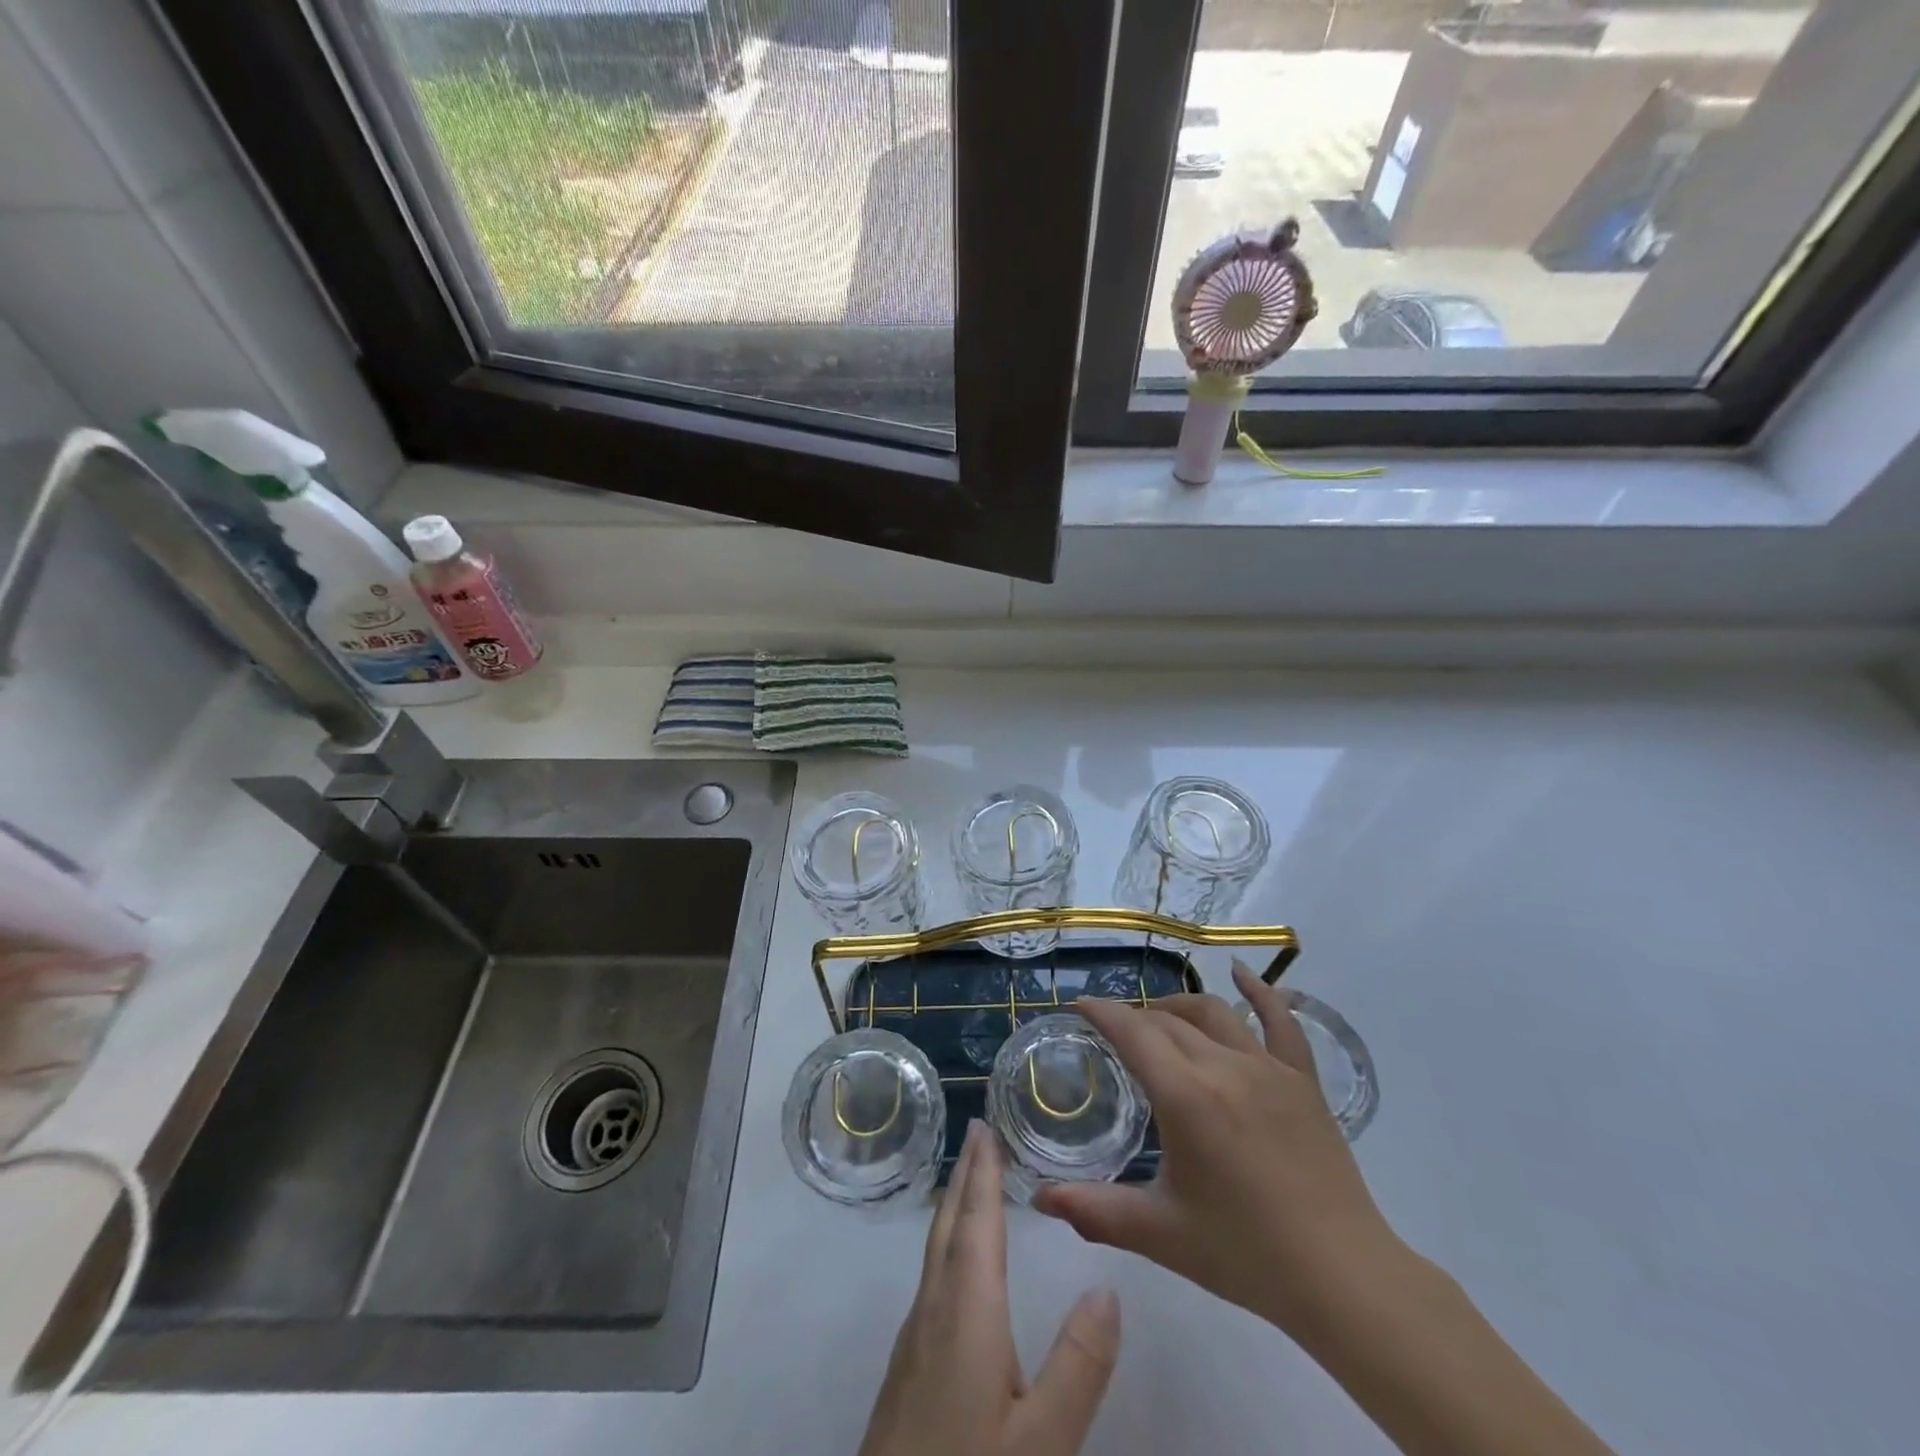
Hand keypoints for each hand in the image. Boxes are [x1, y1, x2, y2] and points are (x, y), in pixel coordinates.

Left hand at [859, 1120, 1120, 1455]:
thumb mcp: (1043, 1439)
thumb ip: (1079, 1365)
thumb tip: (1108, 1288)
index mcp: (967, 1310)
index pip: (977, 1221)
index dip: (982, 1171)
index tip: (983, 1124)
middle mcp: (934, 1307)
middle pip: (949, 1224)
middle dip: (965, 1175)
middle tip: (979, 1133)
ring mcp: (914, 1335)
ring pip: (935, 1248)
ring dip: (954, 1205)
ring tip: (971, 1180)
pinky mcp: (907, 1363)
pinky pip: (931, 1274)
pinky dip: (948, 1241)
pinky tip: (957, 1261)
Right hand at [1033, 964, 1405, 1343]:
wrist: (1342, 1278)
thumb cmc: (1245, 1254)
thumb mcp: (1161, 1233)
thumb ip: (1095, 1211)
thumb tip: (1039, 1198)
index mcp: (1185, 1096)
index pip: (1132, 1032)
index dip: (1101, 1012)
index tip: (1079, 1005)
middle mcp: (1223, 1066)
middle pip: (1167, 1021)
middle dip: (1134, 1018)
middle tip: (1114, 1034)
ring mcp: (1268, 1067)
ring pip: (1213, 1013)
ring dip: (1178, 1007)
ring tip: (1159, 1017)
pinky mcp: (1302, 1079)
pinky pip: (1281, 1021)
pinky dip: (1260, 991)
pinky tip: (1240, 972)